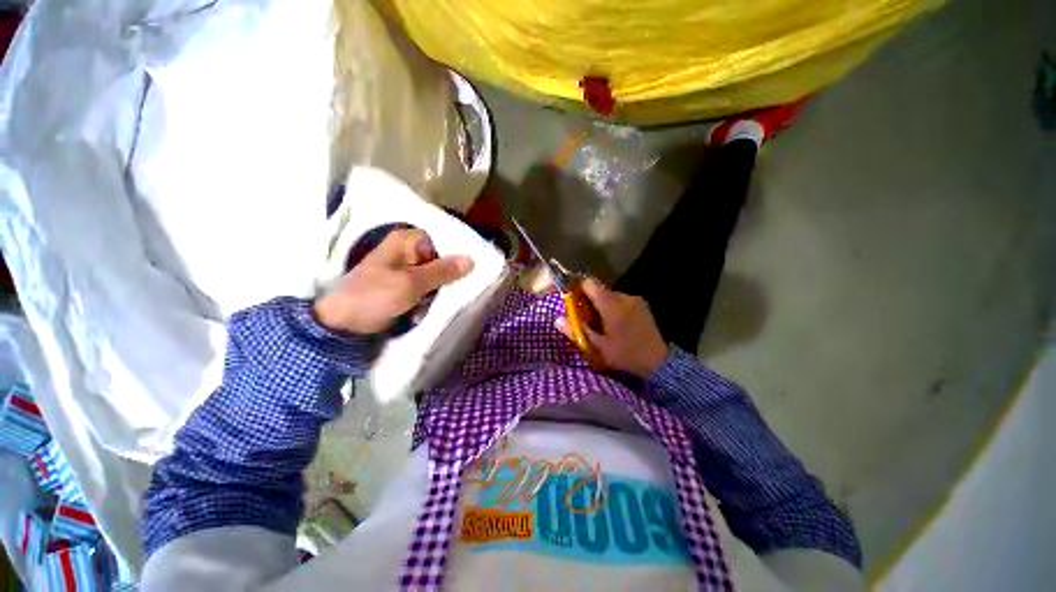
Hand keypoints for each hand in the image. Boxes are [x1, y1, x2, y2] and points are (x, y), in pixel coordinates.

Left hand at [314, 229, 473, 333]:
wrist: (346, 323)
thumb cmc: (375, 296)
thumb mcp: (412, 283)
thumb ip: (442, 271)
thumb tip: (471, 259)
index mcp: (406, 242)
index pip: (442, 240)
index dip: (457, 252)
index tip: (471, 268)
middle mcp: (408, 252)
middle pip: (441, 259)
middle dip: (450, 276)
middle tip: (456, 289)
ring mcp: (408, 271)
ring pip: (437, 276)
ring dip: (441, 290)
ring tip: (437, 302)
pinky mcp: (407, 287)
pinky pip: (429, 288)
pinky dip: (432, 297)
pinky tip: (428, 307)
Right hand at [555, 278, 669, 377]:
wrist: (658, 362)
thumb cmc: (625, 354)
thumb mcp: (597, 347)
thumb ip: (576, 331)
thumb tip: (557, 320)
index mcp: (611, 305)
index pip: (590, 284)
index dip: (578, 288)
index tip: (572, 300)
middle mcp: (623, 297)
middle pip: (599, 290)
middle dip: (589, 300)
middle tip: (586, 318)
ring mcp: (635, 300)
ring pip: (610, 295)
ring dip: (602, 304)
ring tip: (601, 323)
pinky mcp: (642, 304)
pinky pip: (621, 300)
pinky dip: (614, 307)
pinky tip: (615, 323)